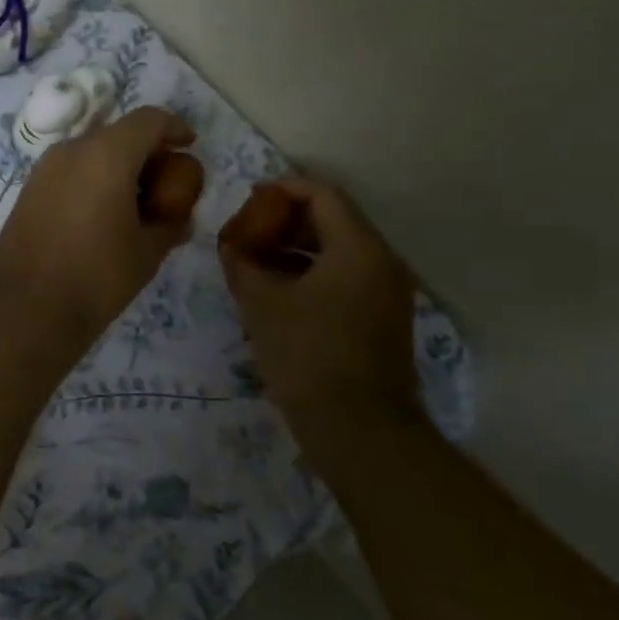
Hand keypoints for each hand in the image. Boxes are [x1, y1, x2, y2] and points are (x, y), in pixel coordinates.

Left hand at [0, 107, 201, 344]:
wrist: (25, 309)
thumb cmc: (96, 277)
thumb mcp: (147, 252)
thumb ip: (169, 225)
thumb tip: (179, 219)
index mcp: (107, 154)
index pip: (149, 120)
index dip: (174, 128)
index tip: (189, 146)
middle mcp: (72, 150)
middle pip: (118, 133)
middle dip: (146, 151)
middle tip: (165, 182)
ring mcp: (44, 168)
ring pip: (91, 151)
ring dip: (117, 166)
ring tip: (134, 203)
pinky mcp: (28, 190)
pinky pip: (69, 171)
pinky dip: (92, 179)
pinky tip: (101, 215)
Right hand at [219, 178, 419, 425]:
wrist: (359, 430)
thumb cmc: (308, 356)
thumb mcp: (262, 304)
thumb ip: (242, 263)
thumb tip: (231, 245)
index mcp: (358, 248)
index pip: (322, 195)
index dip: (284, 189)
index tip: (252, 199)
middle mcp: (382, 261)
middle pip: (334, 220)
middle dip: (288, 220)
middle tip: (251, 231)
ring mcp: (388, 292)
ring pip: (340, 251)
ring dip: (299, 248)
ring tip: (258, 261)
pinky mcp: (384, 319)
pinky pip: (347, 278)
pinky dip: (314, 273)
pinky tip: (281, 292)